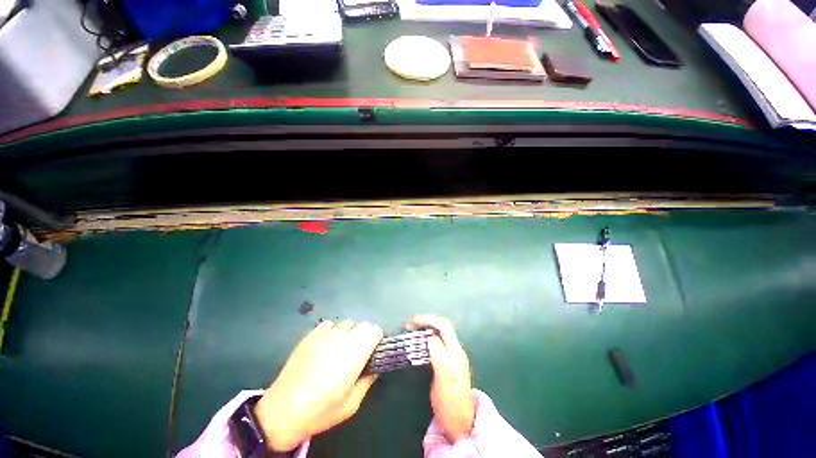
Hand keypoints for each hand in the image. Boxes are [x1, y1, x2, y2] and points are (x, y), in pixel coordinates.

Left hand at [253, 320, 383, 451]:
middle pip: (362, 324)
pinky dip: (332, 332)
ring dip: (349, 333)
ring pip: (346, 323)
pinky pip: (329, 325)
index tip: (372, 351)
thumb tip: (373, 368)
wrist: (282, 411)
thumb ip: (367, 382)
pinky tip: (325, 346)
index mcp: (355, 353)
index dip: (376, 339)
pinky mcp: (310, 335)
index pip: (374, 330)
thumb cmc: (320, 411)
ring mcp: (325, 334)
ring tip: (340, 349)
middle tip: (358, 353)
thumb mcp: (351, 404)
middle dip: (365, 336)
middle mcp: (342, 338)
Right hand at [407, 315, 475, 441]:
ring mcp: (452, 356)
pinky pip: (437, 343)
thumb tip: (430, 338)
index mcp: (456, 352)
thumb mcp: (445, 383)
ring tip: (411, 332)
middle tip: (409, 326)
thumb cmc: (452, 406)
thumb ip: (439, 358)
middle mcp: (455, 350)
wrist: (461, 425)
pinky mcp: (447, 362)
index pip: (443, 326)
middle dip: (425, 322)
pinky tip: (418, 343)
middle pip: (441, 327)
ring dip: (425, 329)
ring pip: (439, 334)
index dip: (428, 320)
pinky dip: (426, 338)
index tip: (412, 322)